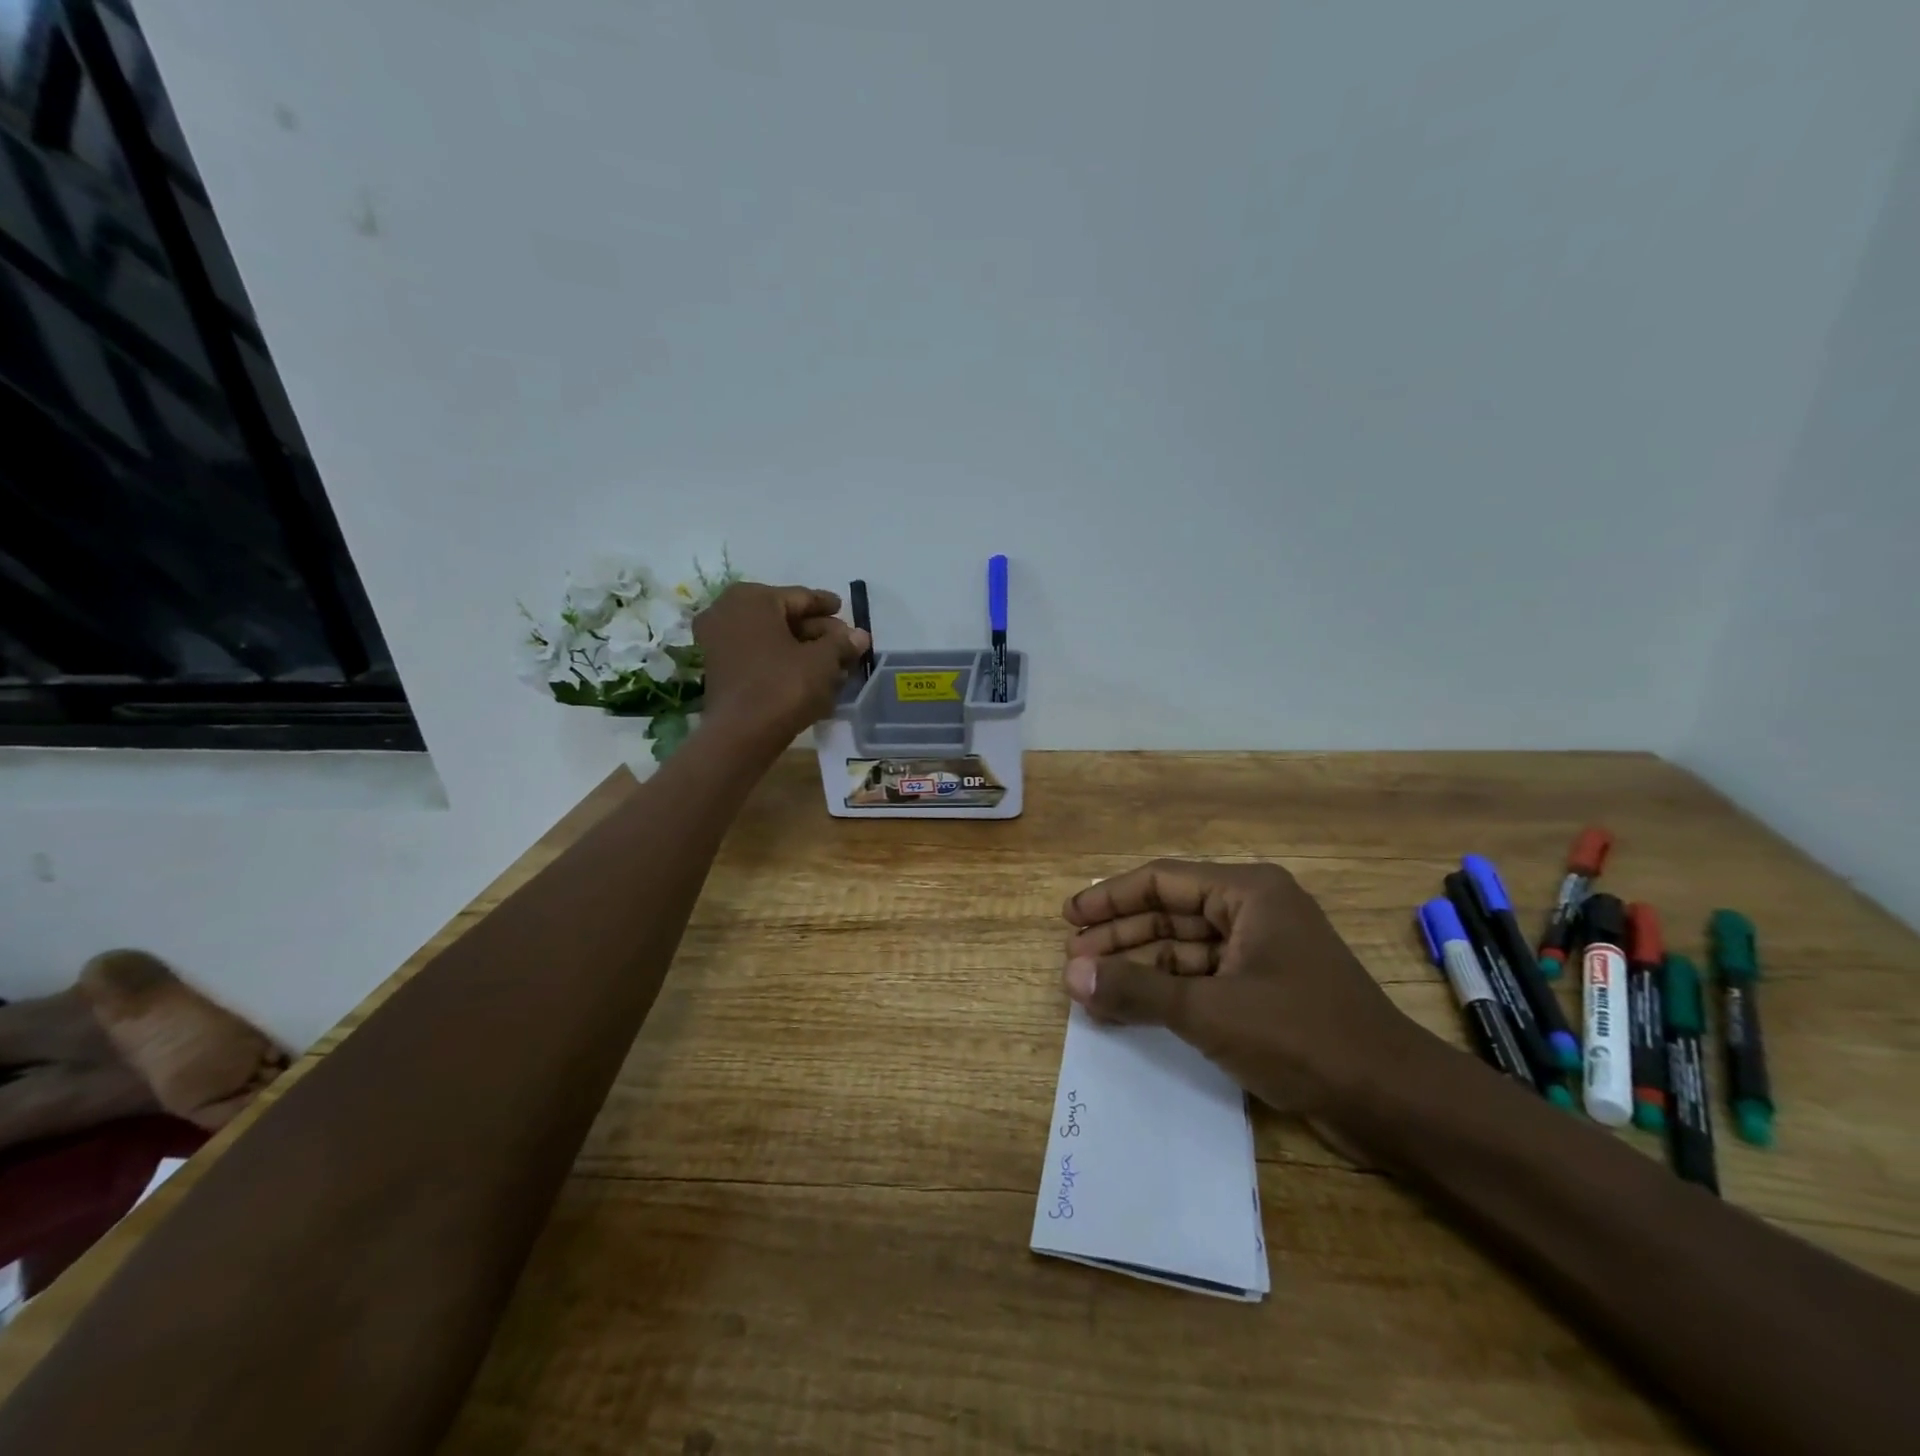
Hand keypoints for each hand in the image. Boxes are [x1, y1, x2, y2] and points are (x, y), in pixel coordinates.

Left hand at [694, 583, 869, 749]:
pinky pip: (759, 657)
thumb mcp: (822, 661)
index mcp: (752, 598)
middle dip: (817, 632)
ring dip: (803, 650)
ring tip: (835, 664)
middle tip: (845, 644)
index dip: (827, 605)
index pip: (800, 597)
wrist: (742, 734)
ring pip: (772, 639)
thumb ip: (842, 643)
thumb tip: (860, 635)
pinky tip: (810, 676)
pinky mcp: (719, 669)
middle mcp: (728, 611)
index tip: (845, 609)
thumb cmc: (784, 685)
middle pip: (785, 618)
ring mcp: (718, 641)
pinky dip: (784, 663)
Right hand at [1061, 860, 1418, 1121]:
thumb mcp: (1210, 1010)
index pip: (1162, 881)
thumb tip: (1071, 974)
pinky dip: (1167, 991)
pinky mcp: (1265, 990)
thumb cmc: (1302, 1036)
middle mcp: (1254, 911)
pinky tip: (1132, 1008)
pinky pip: (1202, 979)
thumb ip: (1136, 988)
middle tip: (1074, 959)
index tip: (1069, 918)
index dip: (1110, 898)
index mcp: (1248, 893)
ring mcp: (1261, 952)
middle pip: (1170, 913)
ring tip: (1092, 985)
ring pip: (1184, 948)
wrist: (1394, 1102)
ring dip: (1140, 966)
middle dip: (1121, 935)